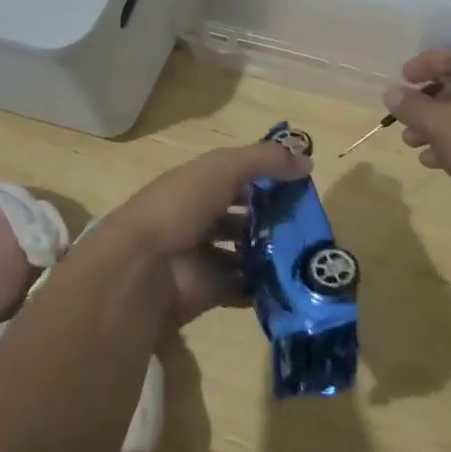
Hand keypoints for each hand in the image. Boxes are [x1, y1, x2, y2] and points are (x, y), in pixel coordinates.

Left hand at [93, 138, 311, 323]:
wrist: (142, 268)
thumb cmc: (179, 207)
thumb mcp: (223, 168)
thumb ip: (265, 160)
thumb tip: (307, 162)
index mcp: (197, 187)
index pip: (236, 178)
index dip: (266, 178)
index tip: (301, 184)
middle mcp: (198, 219)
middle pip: (242, 217)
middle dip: (272, 218)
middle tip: (309, 223)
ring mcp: (203, 257)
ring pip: (244, 253)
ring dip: (271, 253)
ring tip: (307, 252)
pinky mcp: (209, 291)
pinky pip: (242, 288)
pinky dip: (263, 288)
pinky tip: (292, 281)